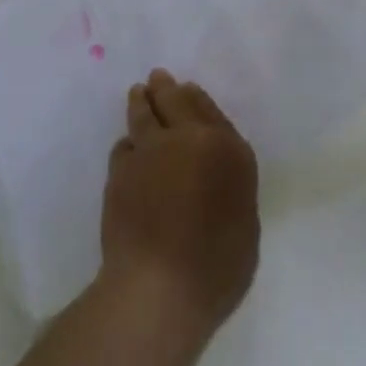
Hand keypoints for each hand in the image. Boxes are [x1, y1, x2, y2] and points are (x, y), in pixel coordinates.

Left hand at [99, 70, 259, 331]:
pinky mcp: (121, 169)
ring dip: (141, 101)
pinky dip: (128, 145)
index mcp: (228, 150)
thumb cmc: (216, 268)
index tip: (188, 89)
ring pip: (144, 113)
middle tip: (158, 78)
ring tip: (138, 93)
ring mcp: (152, 149)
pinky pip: (124, 146)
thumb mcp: (245, 227)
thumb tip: (215, 181)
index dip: (197, 99)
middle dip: (166, 87)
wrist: (160, 287)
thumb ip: (231, 190)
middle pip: (175, 100)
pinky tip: (127, 148)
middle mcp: (190, 138)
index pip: (211, 110)